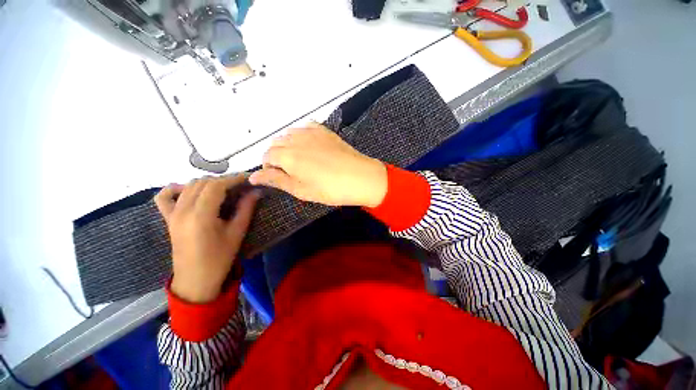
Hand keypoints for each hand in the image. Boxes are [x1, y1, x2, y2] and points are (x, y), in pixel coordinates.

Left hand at [155, 175, 260, 302]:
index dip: (234, 178)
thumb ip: (246, 208)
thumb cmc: (220, 258)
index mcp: (201, 215)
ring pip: (189, 186)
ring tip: (225, 189)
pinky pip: (165, 196)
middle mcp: (183, 210)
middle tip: (241, 185)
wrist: (195, 279)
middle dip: (224, 180)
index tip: (248, 177)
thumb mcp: (237, 232)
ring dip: (208, 183)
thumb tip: (257, 191)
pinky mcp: (168, 218)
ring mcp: (172, 213)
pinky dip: (177, 188)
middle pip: (203, 182)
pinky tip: (190, 191)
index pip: (216, 186)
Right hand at [249, 123, 387, 206]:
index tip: (278, 176)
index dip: (269, 167)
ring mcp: (311, 132)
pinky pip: (305, 127)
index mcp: (287, 155)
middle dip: (277, 156)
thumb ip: (277, 180)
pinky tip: (310, 146)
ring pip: (289, 134)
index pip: (266, 156)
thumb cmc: (331, 189)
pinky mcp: (324, 130)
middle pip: (276, 143)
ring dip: (288, 145)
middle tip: (291, 171)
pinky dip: (301, 135)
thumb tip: (253, 177)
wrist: (361, 177)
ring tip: (301, 160)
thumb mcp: (302, 190)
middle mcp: (295, 139)